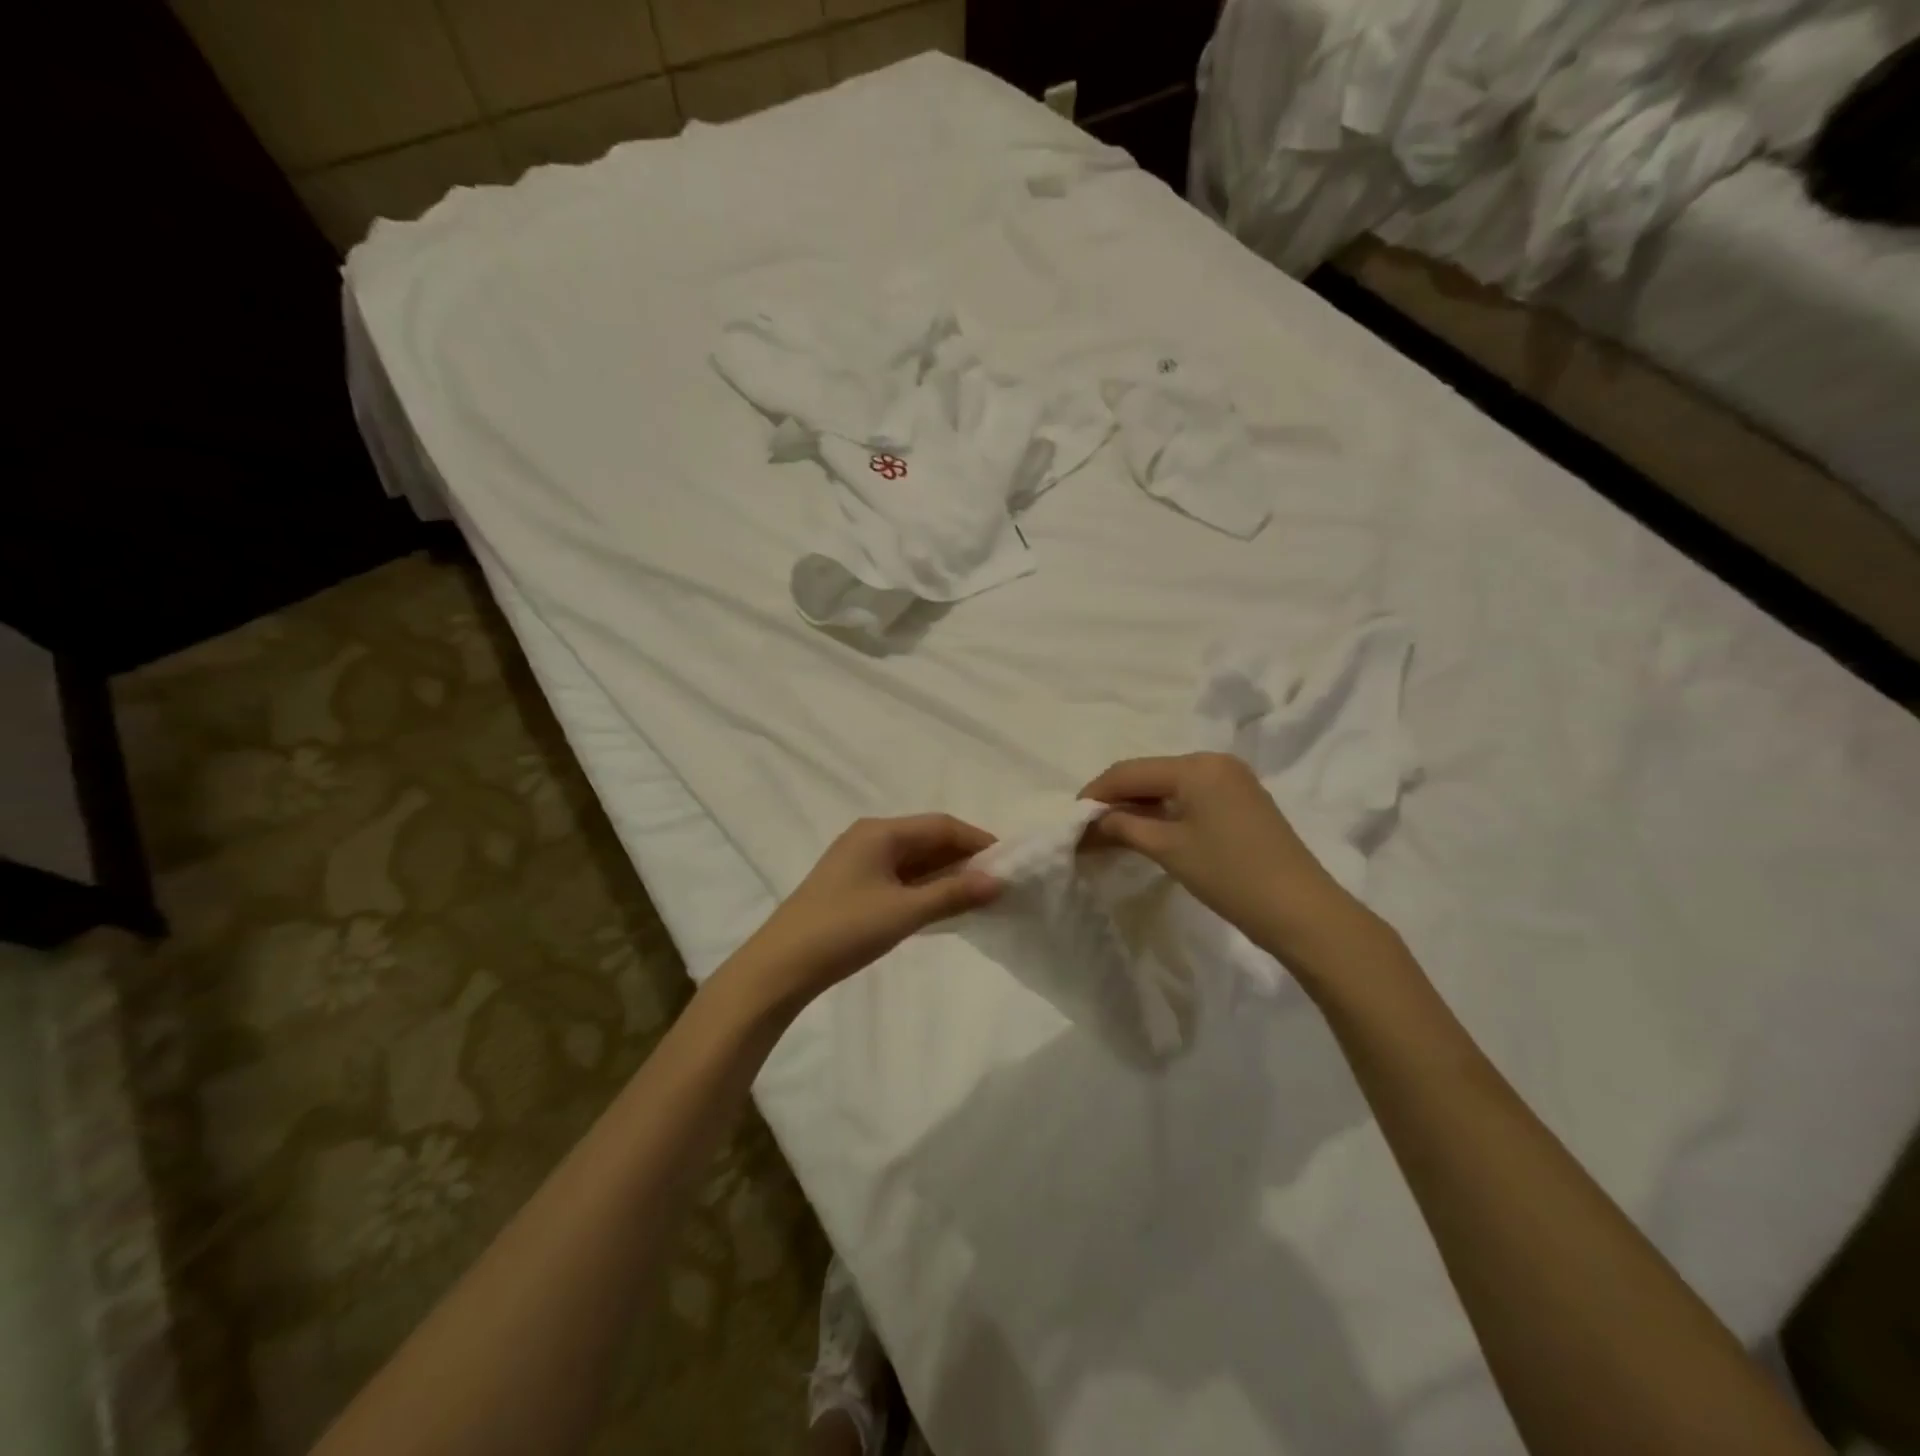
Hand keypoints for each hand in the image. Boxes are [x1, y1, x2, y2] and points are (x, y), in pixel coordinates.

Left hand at [736, 815, 1001, 1006]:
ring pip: (914, 859)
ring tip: (977, 897)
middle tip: (997, 883)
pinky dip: (924, 887)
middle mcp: (870, 837)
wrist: (782, 965)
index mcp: (880, 832)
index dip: (978, 841)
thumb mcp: (905, 912)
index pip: (941, 825)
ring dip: (945, 874)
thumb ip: (953, 894)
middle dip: (963, 858)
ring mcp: (858, 861)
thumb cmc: (845, 930)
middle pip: (927, 839)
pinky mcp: (852, 885)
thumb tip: (998, 881)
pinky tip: (942, 906)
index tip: (1008, 864)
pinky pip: (899, 876)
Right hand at [1080, 753, 1362, 965]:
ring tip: (1111, 833)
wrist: (1302, 911)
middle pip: (1149, 774)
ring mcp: (1232, 780)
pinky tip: (1147, 832)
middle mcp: (1214, 762)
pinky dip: (1164, 812)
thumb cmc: (1230, 875)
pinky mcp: (1241, 801)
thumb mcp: (1168, 848)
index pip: (1130, 771)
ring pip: (1168, 786)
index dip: (1095, 793)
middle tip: (1088, 829)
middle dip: (1116, 799)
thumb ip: (1124, 826)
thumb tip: (1090, 822)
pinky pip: (1190, 796)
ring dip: (1138, 806)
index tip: (1070, 819)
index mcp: (1196, 765)